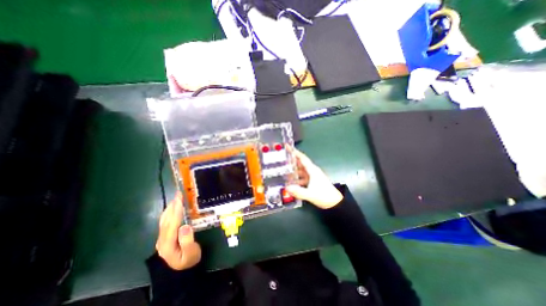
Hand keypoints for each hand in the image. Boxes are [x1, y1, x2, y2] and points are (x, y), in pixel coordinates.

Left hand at [156, 194, 202, 269]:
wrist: (182, 269)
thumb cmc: (189, 260)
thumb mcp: (191, 254)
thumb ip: (187, 241)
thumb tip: (185, 226)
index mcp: (167, 244)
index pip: (172, 224)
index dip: (176, 210)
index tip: (180, 198)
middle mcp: (162, 240)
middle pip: (167, 219)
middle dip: (173, 205)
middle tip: (180, 192)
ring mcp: (162, 237)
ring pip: (165, 219)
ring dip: (171, 206)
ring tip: (178, 196)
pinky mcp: (165, 235)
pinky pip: (166, 220)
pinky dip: (170, 211)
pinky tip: (174, 206)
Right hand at [286, 150, 339, 208]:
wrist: (335, 203)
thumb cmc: (324, 196)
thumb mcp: (310, 194)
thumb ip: (298, 191)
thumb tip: (286, 188)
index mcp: (312, 170)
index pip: (302, 158)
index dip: (295, 152)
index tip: (288, 147)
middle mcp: (312, 171)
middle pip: (301, 163)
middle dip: (292, 160)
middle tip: (282, 157)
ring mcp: (313, 176)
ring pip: (301, 170)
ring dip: (294, 170)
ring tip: (284, 169)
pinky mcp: (313, 181)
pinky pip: (302, 177)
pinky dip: (297, 178)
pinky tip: (291, 182)